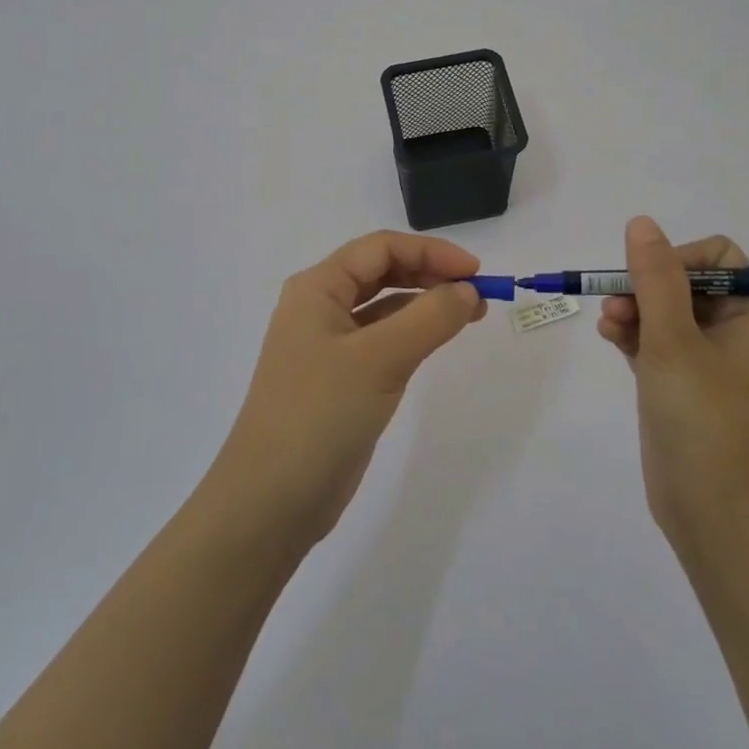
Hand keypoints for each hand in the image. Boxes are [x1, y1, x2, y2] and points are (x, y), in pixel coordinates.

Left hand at [206, 231, 486, 548]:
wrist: (271, 500)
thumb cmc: (320, 414)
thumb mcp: (381, 359)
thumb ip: (430, 318)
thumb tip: (468, 290)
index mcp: (317, 287)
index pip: (381, 248)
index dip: (431, 252)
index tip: (475, 273)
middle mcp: (319, 307)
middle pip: (381, 271)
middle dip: (430, 275)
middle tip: (476, 295)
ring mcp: (326, 344)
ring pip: (383, 307)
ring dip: (424, 304)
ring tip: (468, 316)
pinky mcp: (338, 378)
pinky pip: (380, 340)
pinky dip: (411, 334)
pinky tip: (435, 343)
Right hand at [597, 217, 748, 549]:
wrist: (708, 509)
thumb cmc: (700, 417)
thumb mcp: (673, 340)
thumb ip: (655, 279)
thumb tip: (641, 223)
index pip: (718, 258)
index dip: (679, 257)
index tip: (648, 277)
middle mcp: (732, 332)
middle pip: (684, 282)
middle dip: (644, 286)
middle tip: (615, 304)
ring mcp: (704, 359)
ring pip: (663, 310)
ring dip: (632, 309)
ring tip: (607, 325)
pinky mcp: (679, 382)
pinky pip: (653, 339)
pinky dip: (632, 333)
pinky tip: (609, 337)